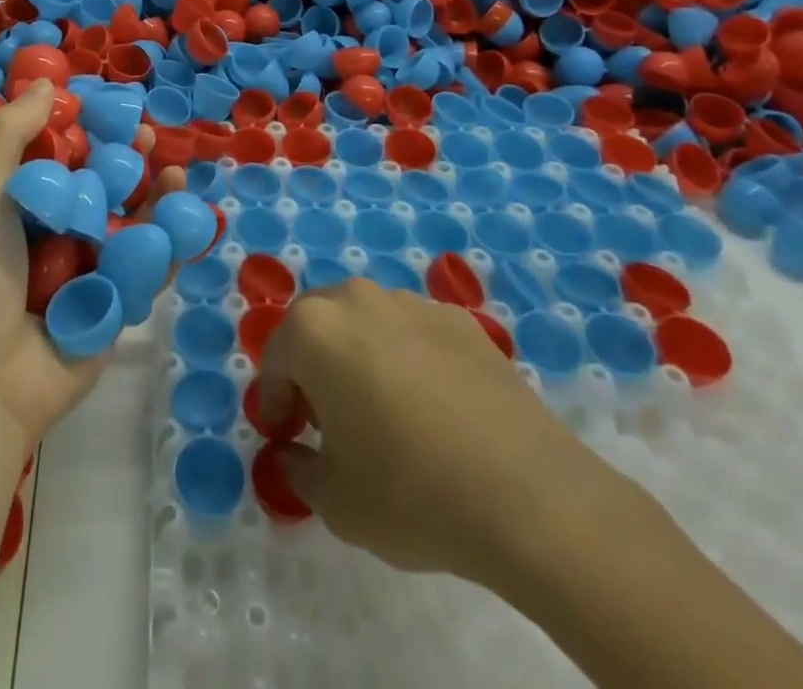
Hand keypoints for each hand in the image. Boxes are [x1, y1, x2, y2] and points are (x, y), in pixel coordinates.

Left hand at [0, 79, 185, 444]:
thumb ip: (10, 139)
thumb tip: (47, 84)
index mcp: (21, 211)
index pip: (59, 159)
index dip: (83, 131)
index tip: (106, 107)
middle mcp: (56, 237)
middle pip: (100, 189)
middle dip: (125, 162)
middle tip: (147, 136)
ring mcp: (88, 273)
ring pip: (128, 225)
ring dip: (153, 200)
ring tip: (173, 175)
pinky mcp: (116, 307)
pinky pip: (146, 270)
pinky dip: (168, 245)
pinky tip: (185, 218)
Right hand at [257, 279, 636, 588]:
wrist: (527, 494)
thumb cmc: (410, 493)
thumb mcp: (335, 501)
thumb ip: (299, 469)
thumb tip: (295, 452)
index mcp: (314, 331)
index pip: (276, 359)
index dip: (275, 401)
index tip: (286, 436)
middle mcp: (357, 299)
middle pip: (317, 325)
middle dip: (311, 365)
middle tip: (326, 416)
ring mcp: (412, 303)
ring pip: (366, 321)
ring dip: (358, 354)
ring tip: (382, 409)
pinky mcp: (460, 320)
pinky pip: (414, 332)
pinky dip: (408, 357)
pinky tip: (432, 406)